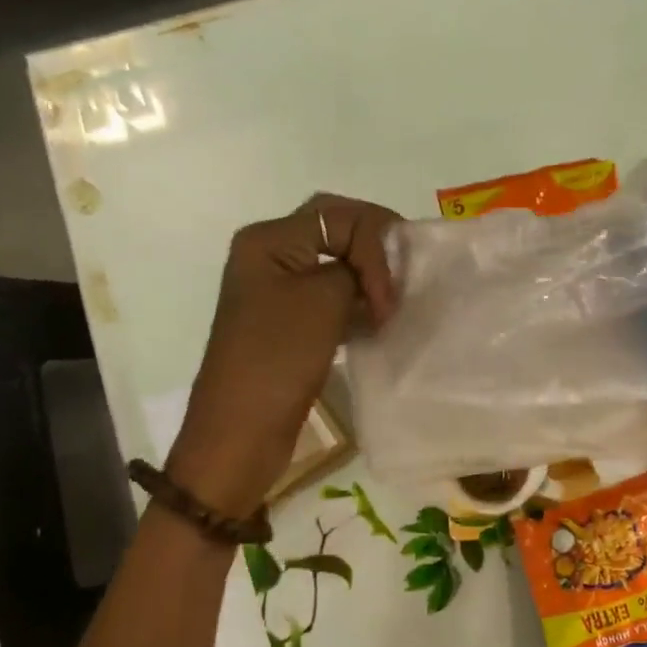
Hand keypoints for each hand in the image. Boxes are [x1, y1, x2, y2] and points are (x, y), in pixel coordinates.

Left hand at [167, 193, 399, 509]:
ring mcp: (278, 290)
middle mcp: (270, 255)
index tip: (388, 297)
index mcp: (269, 240)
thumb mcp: (324, 300)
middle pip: (337, 231)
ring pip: (337, 264)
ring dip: (369, 278)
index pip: (339, 216)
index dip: (375, 246)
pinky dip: (358, 301)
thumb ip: (357, 270)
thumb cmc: (278, 358)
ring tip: (394, 303)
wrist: (241, 430)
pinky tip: (377, 320)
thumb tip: (373, 273)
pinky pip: (332, 294)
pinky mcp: (290, 320)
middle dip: (375, 251)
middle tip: (404, 280)